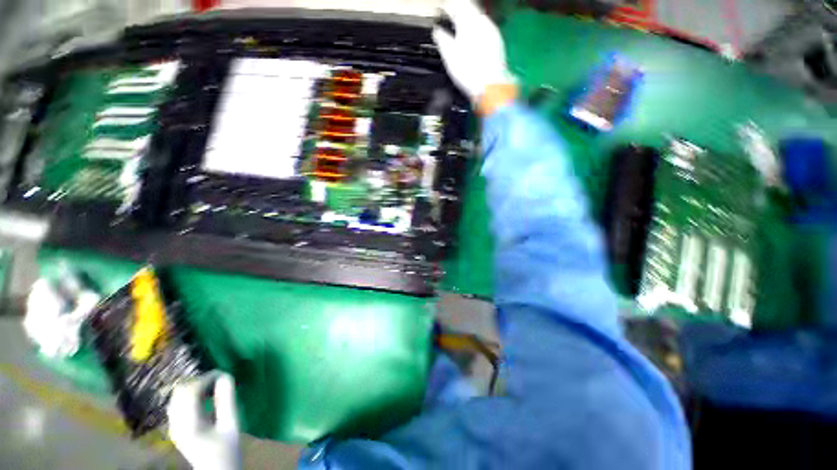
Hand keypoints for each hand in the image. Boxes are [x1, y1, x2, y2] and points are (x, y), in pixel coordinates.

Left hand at [167, 372, 241, 469]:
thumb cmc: (227, 449)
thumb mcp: (231, 424)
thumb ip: (227, 400)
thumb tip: (226, 376)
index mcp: (189, 424)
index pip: (190, 392)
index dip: (205, 378)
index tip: (222, 373)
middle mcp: (176, 424)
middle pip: (180, 392)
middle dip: (199, 381)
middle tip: (218, 379)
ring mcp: (174, 426)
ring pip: (177, 397)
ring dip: (194, 387)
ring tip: (212, 387)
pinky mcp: (176, 427)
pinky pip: (178, 404)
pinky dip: (190, 396)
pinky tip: (204, 398)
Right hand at [432, 0, 516, 111]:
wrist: (490, 85)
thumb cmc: (468, 72)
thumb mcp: (449, 56)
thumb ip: (442, 39)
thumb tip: (437, 31)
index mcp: (467, 22)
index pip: (455, 5)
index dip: (446, 8)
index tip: (441, 12)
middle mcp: (481, 21)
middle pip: (469, 8)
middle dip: (459, 12)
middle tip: (451, 18)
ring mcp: (491, 30)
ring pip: (478, 18)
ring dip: (468, 21)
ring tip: (461, 30)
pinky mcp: (497, 41)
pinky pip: (485, 28)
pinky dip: (476, 30)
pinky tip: (473, 41)